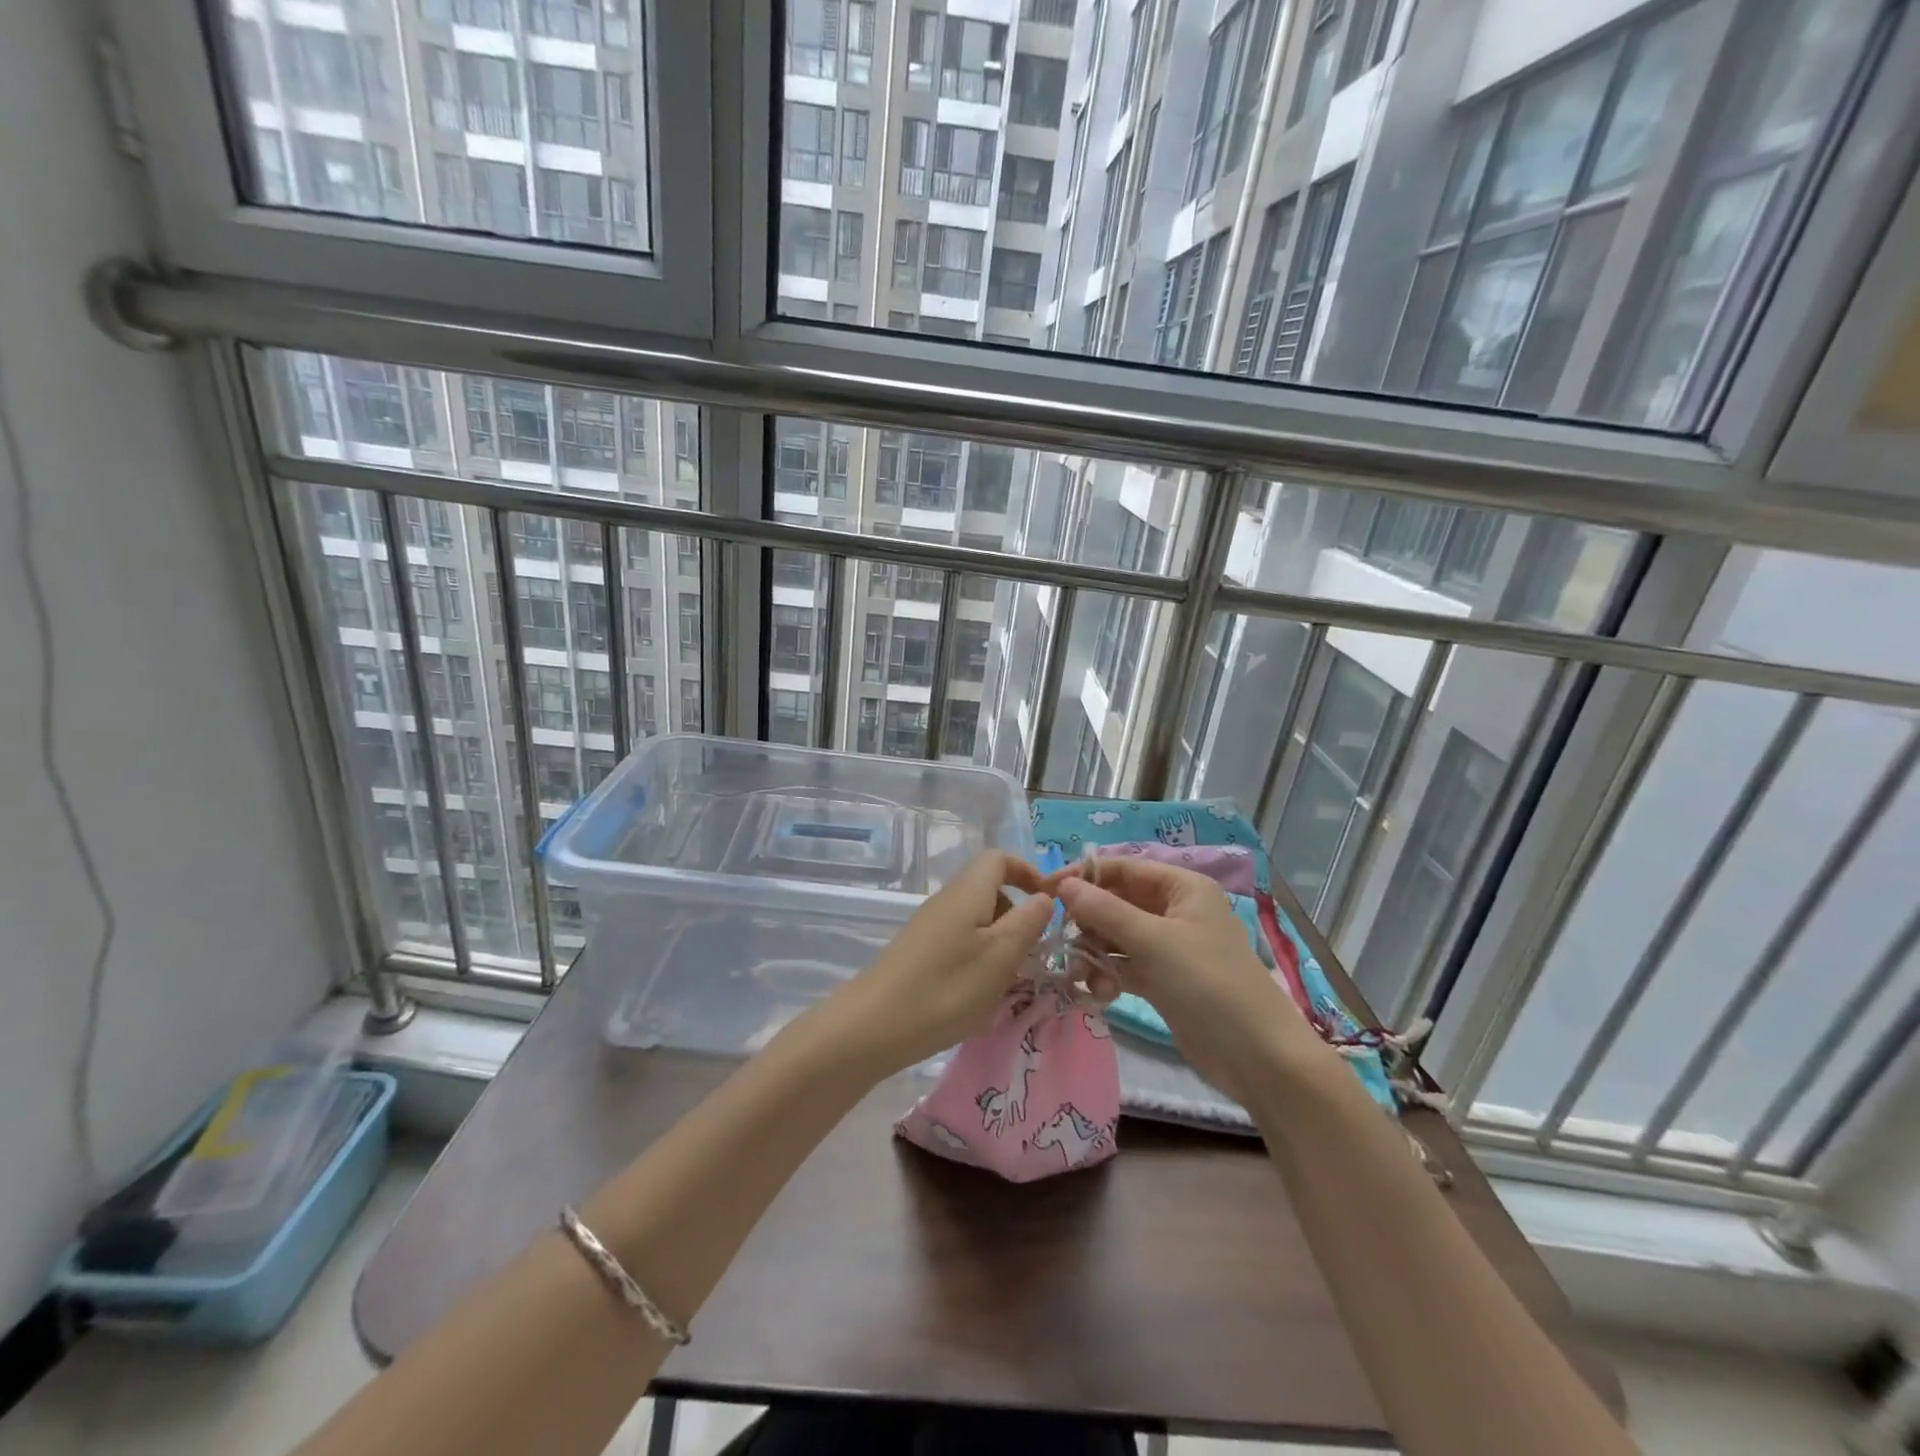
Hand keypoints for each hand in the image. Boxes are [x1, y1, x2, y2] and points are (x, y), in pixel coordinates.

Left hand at [827, 852, 1055, 1076]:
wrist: (873, 1026)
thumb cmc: (946, 988)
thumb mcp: (1000, 957)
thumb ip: (1028, 922)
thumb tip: (1045, 896)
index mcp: (967, 891)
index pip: (999, 858)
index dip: (1027, 872)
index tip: (1049, 903)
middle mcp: (946, 900)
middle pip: (989, 888)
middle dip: (1017, 913)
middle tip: (1032, 951)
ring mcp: (929, 925)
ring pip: (975, 918)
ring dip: (999, 939)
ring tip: (1008, 977)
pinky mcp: (918, 950)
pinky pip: (959, 939)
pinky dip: (978, 955)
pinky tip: (978, 990)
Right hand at [1052, 859, 1319, 1098]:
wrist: (1258, 1057)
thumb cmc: (1208, 984)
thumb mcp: (1153, 941)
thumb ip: (1104, 911)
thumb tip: (1063, 884)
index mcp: (1182, 887)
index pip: (1123, 869)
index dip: (1083, 876)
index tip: (1044, 891)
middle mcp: (1175, 910)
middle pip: (1117, 903)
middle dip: (1088, 923)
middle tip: (1063, 943)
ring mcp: (1170, 947)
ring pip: (1117, 937)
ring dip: (1095, 954)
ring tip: (1085, 978)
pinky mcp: (1165, 980)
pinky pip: (1125, 966)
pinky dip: (1109, 975)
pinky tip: (1101, 993)